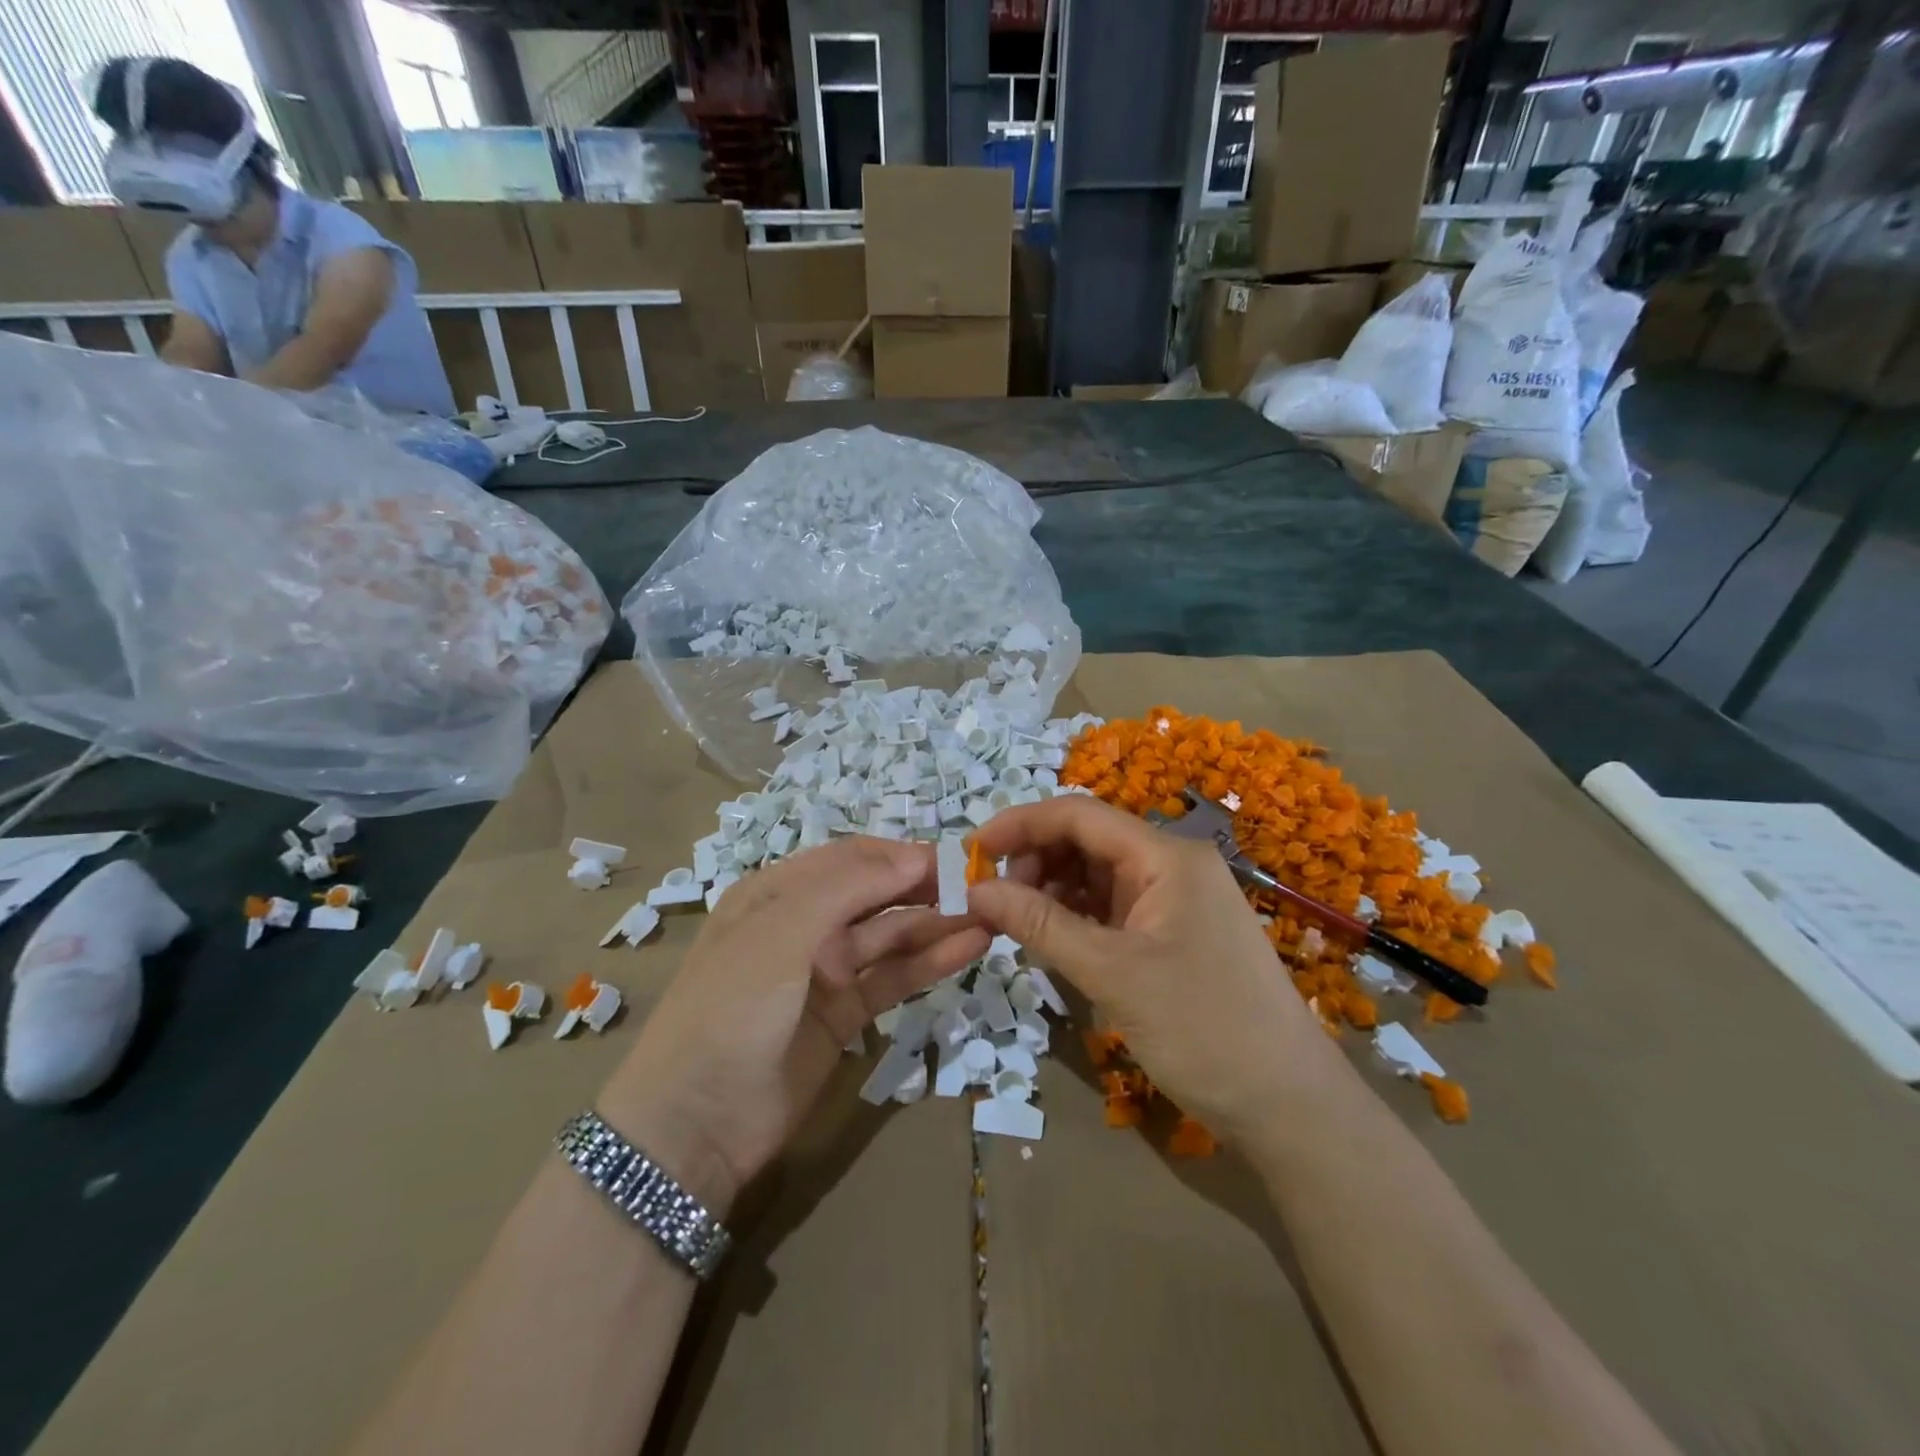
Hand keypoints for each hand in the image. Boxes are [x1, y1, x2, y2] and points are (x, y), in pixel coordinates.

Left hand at [598, 837, 987, 1218]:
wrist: (693, 1124)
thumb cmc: (730, 1007)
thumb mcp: (780, 931)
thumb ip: (847, 886)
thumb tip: (913, 854)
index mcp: (777, 892)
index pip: (852, 858)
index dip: (901, 855)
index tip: (955, 859)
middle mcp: (804, 923)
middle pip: (876, 894)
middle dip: (925, 887)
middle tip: (983, 887)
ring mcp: (826, 970)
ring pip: (891, 936)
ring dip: (937, 924)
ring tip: (991, 915)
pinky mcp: (846, 1015)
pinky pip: (893, 978)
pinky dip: (930, 963)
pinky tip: (970, 949)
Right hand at [968, 796, 1335, 1144]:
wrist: (1288, 1105)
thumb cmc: (1204, 1030)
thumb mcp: (1112, 974)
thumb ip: (1041, 925)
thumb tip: (976, 890)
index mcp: (1166, 857)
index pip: (1080, 815)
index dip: (1021, 823)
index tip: (973, 849)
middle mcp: (1172, 865)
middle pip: (1087, 840)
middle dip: (1035, 860)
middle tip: (994, 900)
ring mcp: (1175, 900)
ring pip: (1097, 875)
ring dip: (1052, 889)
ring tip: (1016, 922)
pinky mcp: (1174, 933)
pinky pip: (1112, 907)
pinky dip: (1076, 916)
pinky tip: (1051, 938)